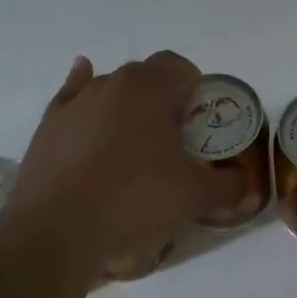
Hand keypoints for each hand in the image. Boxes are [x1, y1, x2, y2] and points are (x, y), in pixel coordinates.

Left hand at [14, 52, 239, 282]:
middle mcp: (111, 82)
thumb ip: (229, 186)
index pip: (179, 67)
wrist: (56, 230)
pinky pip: (71, 97)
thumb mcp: (195, 197)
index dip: (195, 88)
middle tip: (173, 139)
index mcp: (149, 87)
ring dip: (126, 105)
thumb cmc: (134, 200)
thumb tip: (247, 186)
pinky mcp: (49, 125)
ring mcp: (76, 102)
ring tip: (134, 142)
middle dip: (162, 98)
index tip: (200, 121)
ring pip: (109, 89)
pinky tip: (85, 98)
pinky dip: (82, 94)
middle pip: (145, 77)